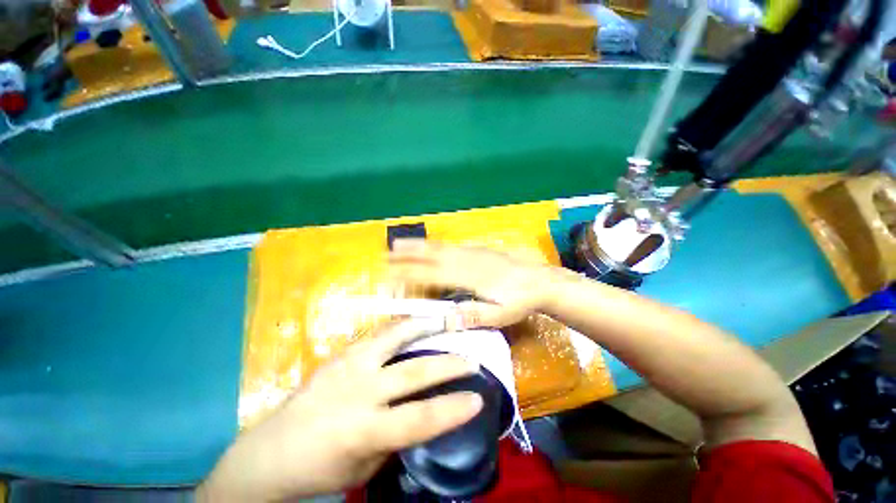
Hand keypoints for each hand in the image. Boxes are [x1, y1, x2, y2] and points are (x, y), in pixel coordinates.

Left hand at [197, 319, 482, 501]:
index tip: (478, 399)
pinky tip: (414, 322)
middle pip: (414, 371)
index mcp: (364, 430)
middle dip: (449, 365)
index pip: (420, 419)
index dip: (452, 409)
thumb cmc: (320, 467)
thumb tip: (422, 413)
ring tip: (445, 321)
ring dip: (424, 328)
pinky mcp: (341, 353)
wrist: (271, 451)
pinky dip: (401, 326)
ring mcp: (349, 365)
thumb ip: (396, 439)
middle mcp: (359, 391)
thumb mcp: (364, 466)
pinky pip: (378, 333)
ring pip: (395, 337)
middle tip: (471, 360)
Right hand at [389, 240, 555, 327]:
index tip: (390, 271)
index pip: (432, 274)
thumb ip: (474, 315)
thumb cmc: (520, 300)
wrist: (540, 280)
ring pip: (440, 246)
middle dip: (407, 253)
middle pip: (431, 254)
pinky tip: (428, 245)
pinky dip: (434, 244)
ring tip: (399, 243)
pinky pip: (450, 245)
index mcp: (468, 277)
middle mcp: (466, 260)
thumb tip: (445, 318)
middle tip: (386, 252)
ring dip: (418, 245)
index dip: (409, 272)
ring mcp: (472, 252)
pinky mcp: (478, 249)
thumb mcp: (500, 315)